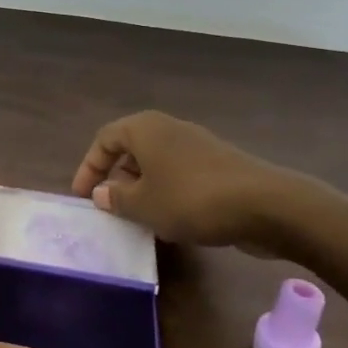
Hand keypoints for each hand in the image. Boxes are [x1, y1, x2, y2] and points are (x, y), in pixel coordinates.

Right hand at [70, 111, 298, 252]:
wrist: (265, 205)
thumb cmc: (191, 199)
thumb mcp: (144, 205)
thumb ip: (116, 199)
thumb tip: (102, 193)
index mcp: (144, 128)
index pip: (104, 139)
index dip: (89, 167)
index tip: (82, 197)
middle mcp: (169, 128)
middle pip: (131, 148)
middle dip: (116, 177)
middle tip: (109, 207)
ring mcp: (196, 144)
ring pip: (156, 162)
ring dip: (142, 188)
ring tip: (137, 217)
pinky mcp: (217, 164)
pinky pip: (179, 173)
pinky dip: (167, 191)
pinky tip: (171, 219)